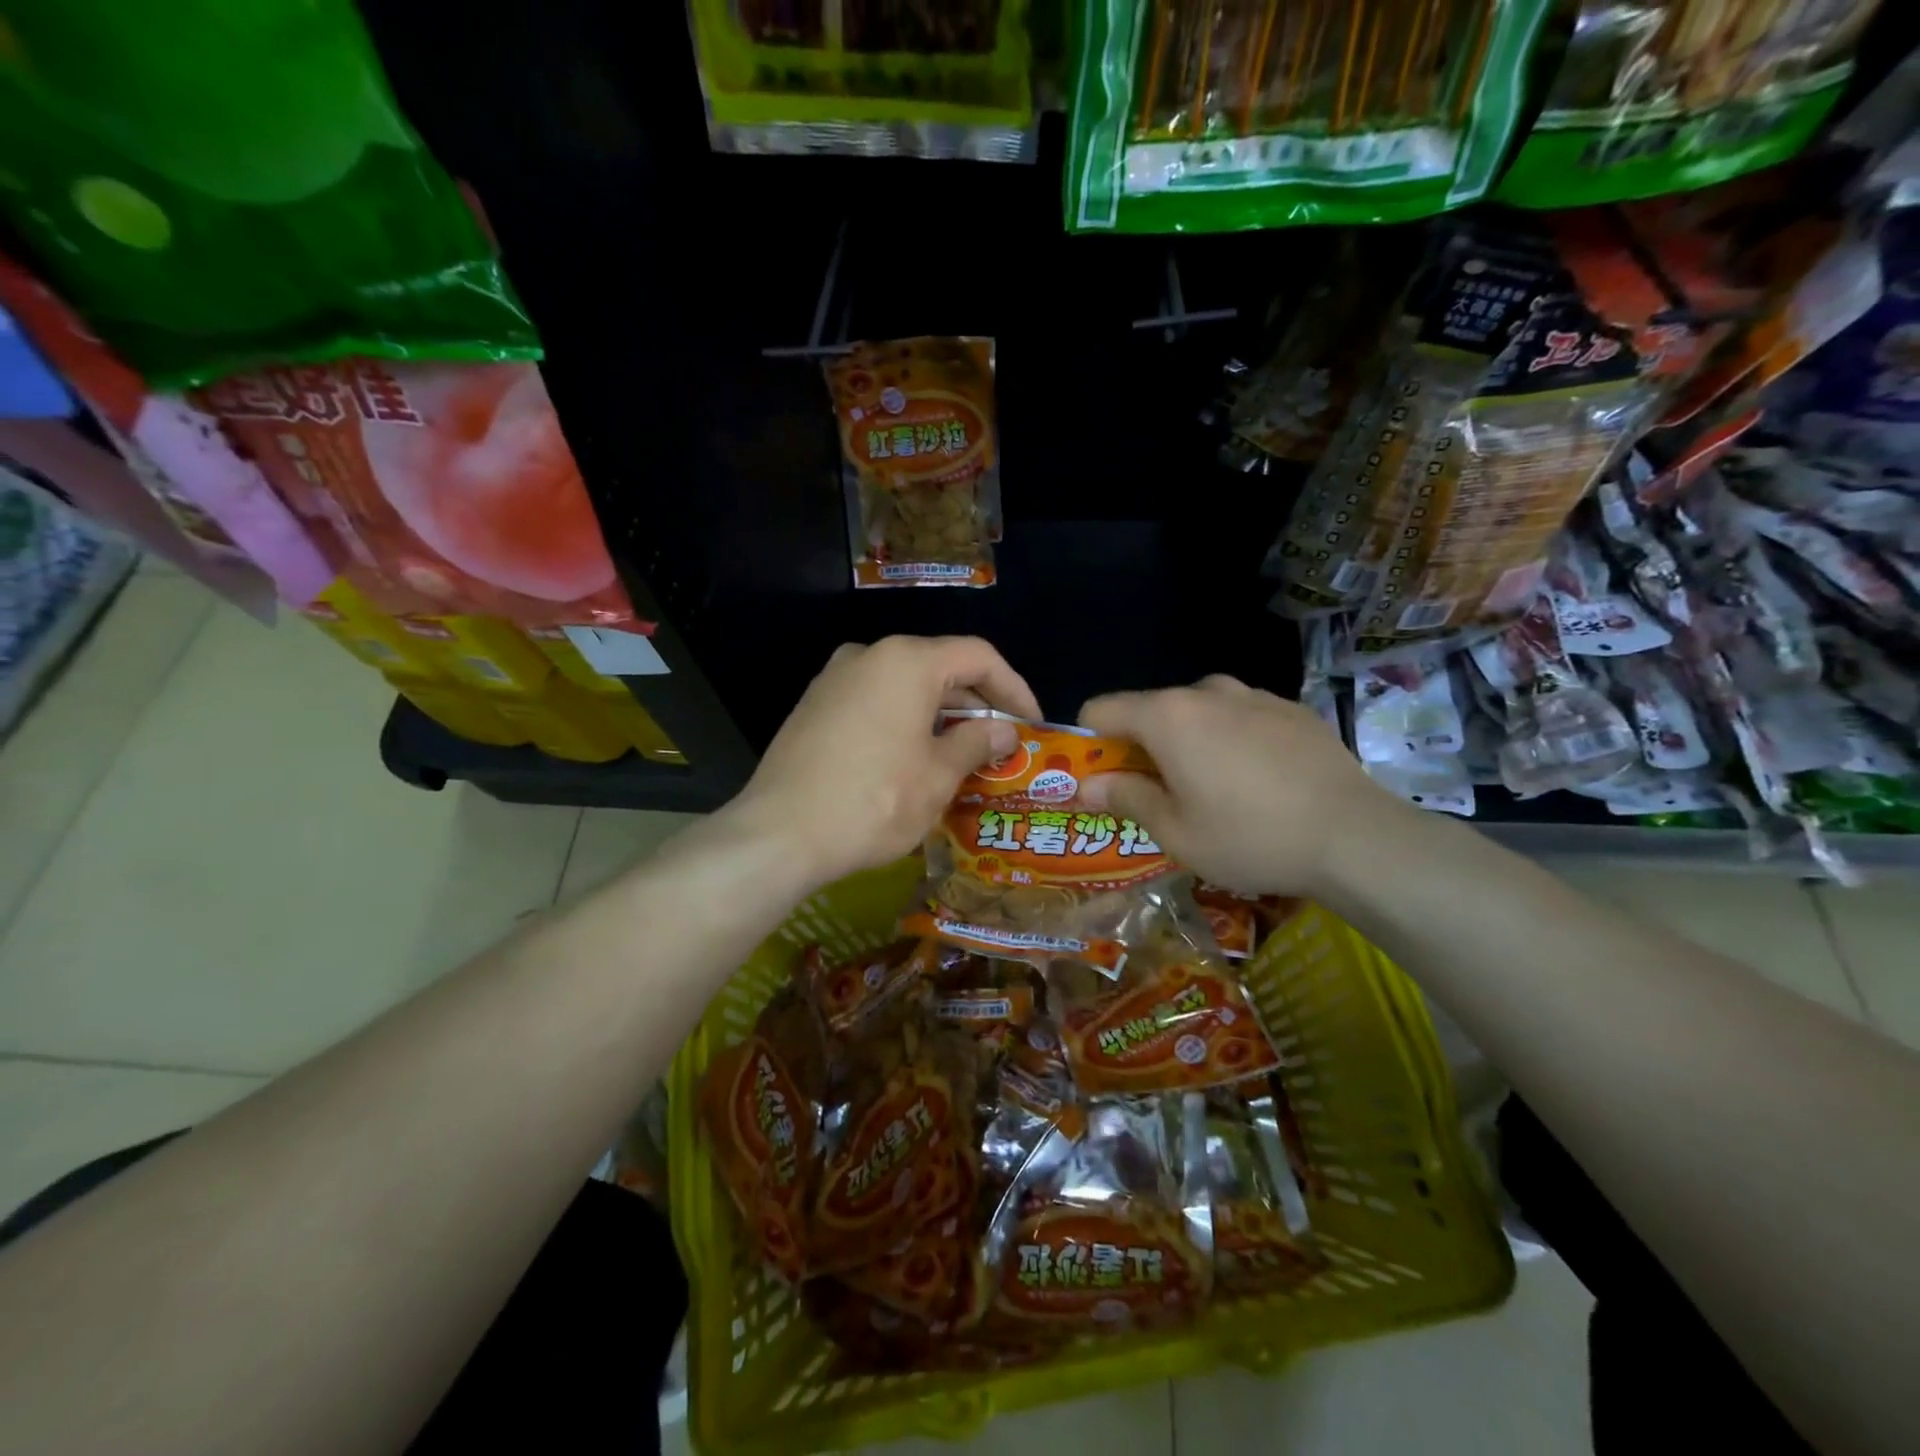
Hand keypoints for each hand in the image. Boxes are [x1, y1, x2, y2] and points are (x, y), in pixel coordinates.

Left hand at [728, 636, 1041, 888]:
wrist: (779, 834)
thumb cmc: (874, 802)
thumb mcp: (938, 777)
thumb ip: (977, 743)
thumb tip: (1003, 731)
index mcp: (907, 662)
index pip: (978, 656)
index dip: (1014, 687)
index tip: (1032, 723)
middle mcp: (869, 655)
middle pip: (940, 666)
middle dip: (977, 704)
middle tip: (1002, 744)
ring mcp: (835, 679)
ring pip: (905, 686)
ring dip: (941, 715)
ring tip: (964, 755)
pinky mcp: (814, 706)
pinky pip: (875, 701)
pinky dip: (905, 720)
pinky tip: (915, 758)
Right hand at [1078, 675, 1408, 897]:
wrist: (1356, 837)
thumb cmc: (1250, 837)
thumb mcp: (1176, 832)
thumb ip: (1125, 798)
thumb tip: (1086, 786)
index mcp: (1168, 716)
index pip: (1100, 710)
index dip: (1089, 745)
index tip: (1102, 781)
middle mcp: (1206, 692)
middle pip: (1150, 710)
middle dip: (1141, 748)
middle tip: (1158, 796)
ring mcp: (1254, 695)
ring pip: (1197, 712)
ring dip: (1188, 743)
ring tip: (1213, 790)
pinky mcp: (1291, 709)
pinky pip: (1240, 717)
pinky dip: (1231, 741)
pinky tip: (1258, 783)